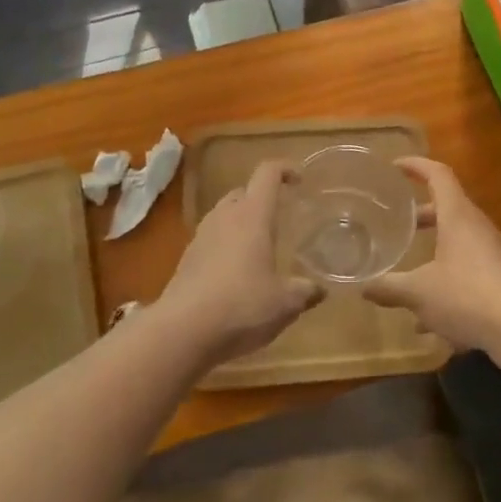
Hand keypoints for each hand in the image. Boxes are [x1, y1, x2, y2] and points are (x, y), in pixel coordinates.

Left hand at [154, 161, 322, 366]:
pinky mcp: (186, 260)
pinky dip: (225, 246)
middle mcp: (224, 217)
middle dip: (262, 198)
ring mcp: (201, 237)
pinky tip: (236, 274)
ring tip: (259, 247)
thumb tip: (320, 290)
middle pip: (243, 192)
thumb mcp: (284, 304)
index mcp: (252, 215)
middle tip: (280, 217)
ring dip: (241, 222)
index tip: (300, 180)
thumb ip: (304, 292)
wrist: (181, 332)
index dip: (285, 169)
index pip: (267, 173)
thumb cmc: (241, 306)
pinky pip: (211, 240)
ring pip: (224, 215)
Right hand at [365, 158, 500, 361]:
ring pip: (456, 242)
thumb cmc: (468, 296)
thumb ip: (389, 287)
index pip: (438, 175)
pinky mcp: (500, 279)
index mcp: (458, 216)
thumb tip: (362, 286)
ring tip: (406, 271)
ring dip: (433, 251)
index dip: (416, 166)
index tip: (395, 166)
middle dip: (421, 214)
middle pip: (447, 208)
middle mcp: (477, 228)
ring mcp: (492, 253)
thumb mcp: (419, 293)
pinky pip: (467, 271)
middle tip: (396, 221)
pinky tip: (427, 321)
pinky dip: (446, 282)